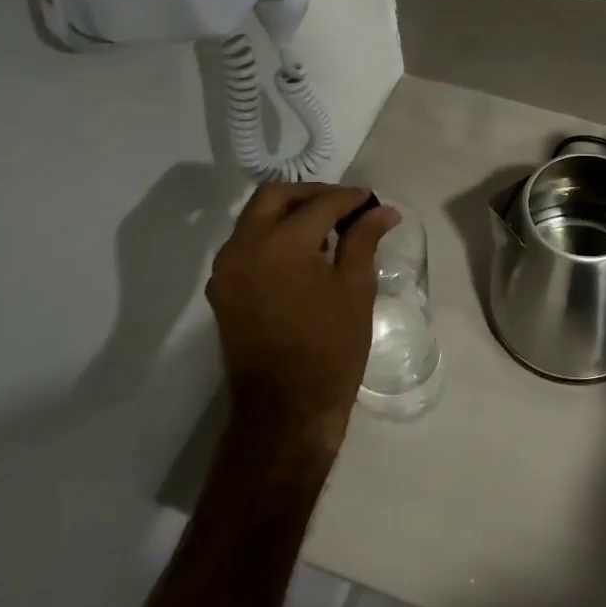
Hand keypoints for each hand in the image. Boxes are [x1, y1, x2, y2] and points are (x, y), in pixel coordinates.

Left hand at [207, 183, 401, 457]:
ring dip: (289, 213)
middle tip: (345, 206)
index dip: (350, 198)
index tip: (372, 200)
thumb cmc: (330, 348)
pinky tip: (302, 252)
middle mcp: (245, 247)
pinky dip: (273, 236)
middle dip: (312, 195)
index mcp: (281, 244)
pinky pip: (247, 245)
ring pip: (255, 218)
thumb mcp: (356, 288)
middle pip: (275, 197)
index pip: (319, 204)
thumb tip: (383, 210)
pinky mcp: (222, 290)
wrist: (285, 411)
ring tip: (327, 228)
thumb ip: (363, 239)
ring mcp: (227, 269)